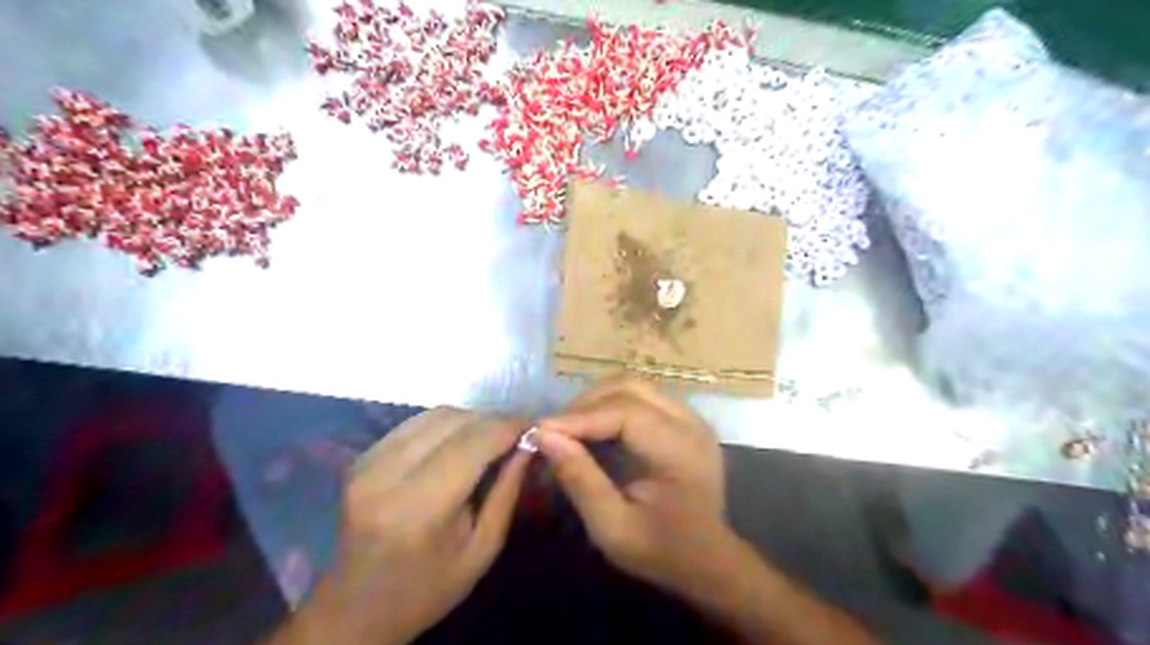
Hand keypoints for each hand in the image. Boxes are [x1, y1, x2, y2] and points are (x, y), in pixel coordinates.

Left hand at [273, 408, 528, 643]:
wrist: (355, 610)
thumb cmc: (428, 588)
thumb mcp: (483, 549)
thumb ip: (507, 491)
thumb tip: (528, 443)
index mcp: (420, 507)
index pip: (475, 442)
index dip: (509, 425)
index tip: (533, 426)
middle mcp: (388, 474)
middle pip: (454, 420)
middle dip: (493, 420)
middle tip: (517, 432)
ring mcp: (368, 462)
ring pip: (435, 415)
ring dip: (470, 419)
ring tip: (491, 436)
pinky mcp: (361, 458)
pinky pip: (415, 423)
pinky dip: (445, 425)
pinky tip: (459, 442)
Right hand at [537, 376, 726, 597]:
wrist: (707, 559)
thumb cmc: (660, 551)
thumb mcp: (612, 528)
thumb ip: (580, 480)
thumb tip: (545, 436)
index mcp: (681, 450)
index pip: (627, 412)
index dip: (580, 417)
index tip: (540, 430)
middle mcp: (691, 422)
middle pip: (631, 387)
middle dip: (586, 403)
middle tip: (554, 429)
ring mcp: (690, 416)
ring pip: (634, 385)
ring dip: (597, 400)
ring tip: (570, 427)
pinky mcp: (682, 418)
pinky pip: (641, 396)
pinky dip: (610, 404)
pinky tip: (593, 427)